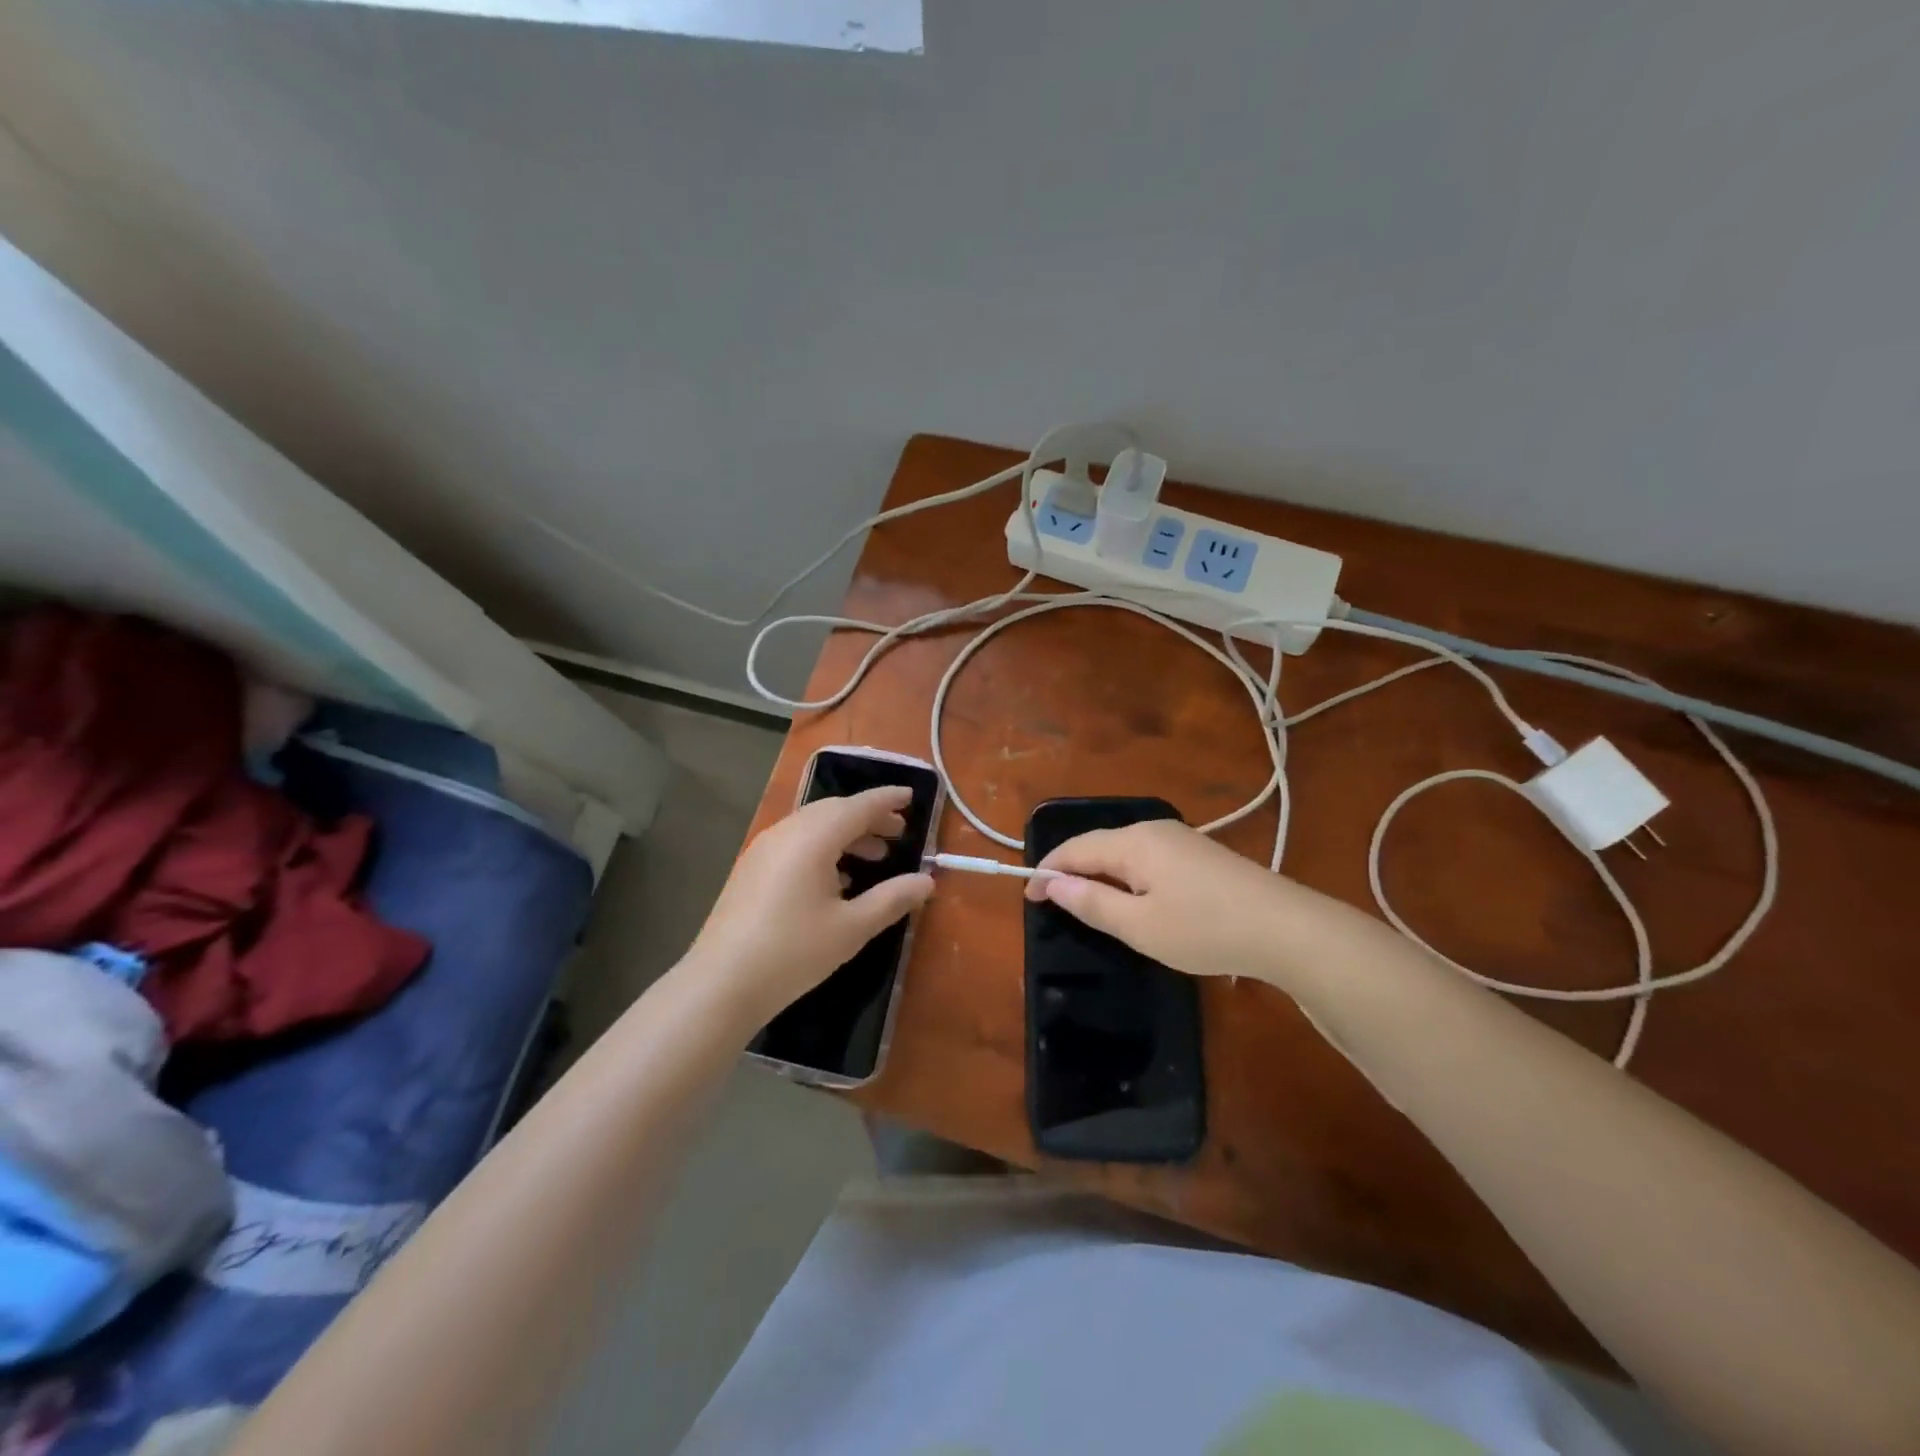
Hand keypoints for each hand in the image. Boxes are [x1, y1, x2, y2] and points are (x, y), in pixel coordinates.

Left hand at [689, 785, 933, 1024]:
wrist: (721, 983)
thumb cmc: (793, 952)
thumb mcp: (852, 928)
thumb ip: (892, 899)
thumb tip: (927, 881)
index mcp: (813, 838)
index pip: (859, 806)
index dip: (887, 799)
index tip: (911, 795)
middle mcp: (787, 832)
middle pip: (834, 810)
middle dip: (868, 817)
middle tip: (898, 831)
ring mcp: (764, 849)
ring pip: (813, 825)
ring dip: (846, 833)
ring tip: (875, 857)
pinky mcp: (751, 868)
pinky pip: (796, 841)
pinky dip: (823, 846)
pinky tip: (836, 878)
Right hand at [1026, 819, 1336, 983]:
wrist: (1288, 928)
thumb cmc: (1205, 929)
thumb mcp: (1140, 925)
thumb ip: (1092, 902)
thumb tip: (1052, 884)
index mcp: (1134, 841)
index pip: (1075, 848)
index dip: (1047, 871)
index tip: (1028, 899)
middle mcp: (1154, 829)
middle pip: (1099, 845)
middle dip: (1072, 871)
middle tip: (1054, 904)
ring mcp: (1181, 839)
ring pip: (1124, 851)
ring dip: (1100, 874)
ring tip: (1087, 904)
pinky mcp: (1200, 854)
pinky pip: (1148, 859)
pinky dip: (1127, 877)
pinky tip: (1134, 900)